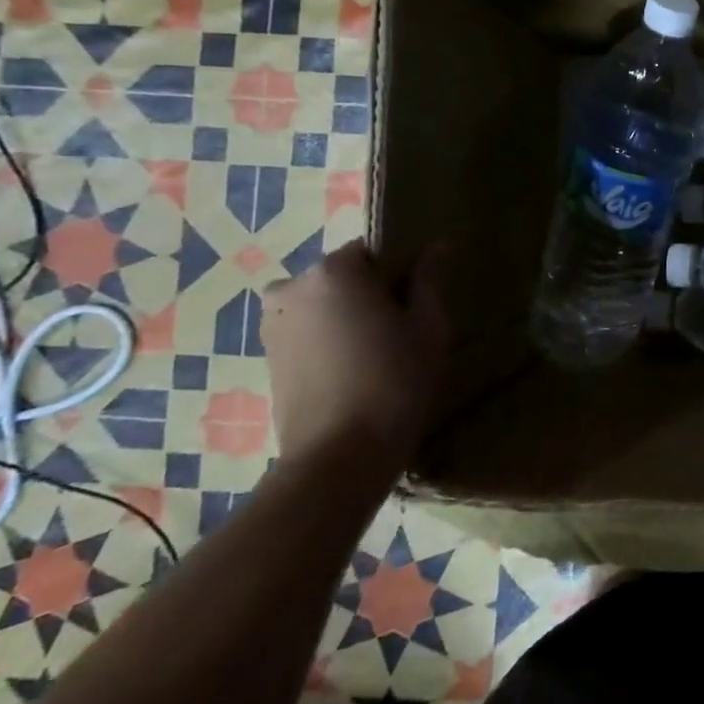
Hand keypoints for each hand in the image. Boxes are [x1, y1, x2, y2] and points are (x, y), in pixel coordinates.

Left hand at [260, 242, 448, 475]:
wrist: (338, 457)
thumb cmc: (394, 382)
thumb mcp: (429, 327)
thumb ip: (430, 280)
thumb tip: (437, 245)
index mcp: (334, 271)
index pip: (375, 252)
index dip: (402, 274)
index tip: (419, 305)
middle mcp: (293, 287)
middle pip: (345, 277)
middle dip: (372, 295)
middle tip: (401, 332)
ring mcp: (272, 324)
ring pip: (325, 305)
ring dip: (348, 318)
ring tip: (377, 356)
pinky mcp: (266, 357)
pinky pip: (308, 332)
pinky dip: (329, 342)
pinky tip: (353, 372)